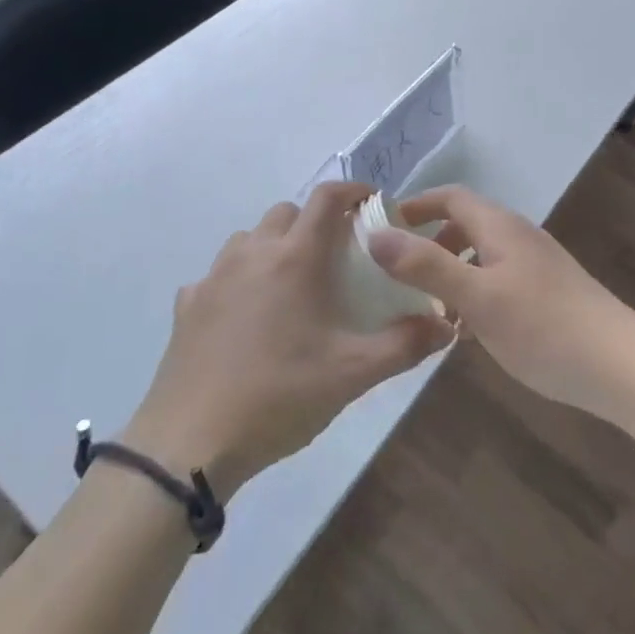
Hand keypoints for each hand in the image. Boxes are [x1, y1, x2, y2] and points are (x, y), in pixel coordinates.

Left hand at [124, 182, 455, 495]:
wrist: (190, 442)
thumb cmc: (279, 396)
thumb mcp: (352, 375)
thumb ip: (405, 345)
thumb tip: (446, 325)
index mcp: (295, 258)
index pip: (326, 198)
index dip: (353, 191)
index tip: (372, 203)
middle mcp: (252, 253)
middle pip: (287, 212)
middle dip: (314, 222)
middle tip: (336, 256)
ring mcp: (214, 276)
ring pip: (250, 238)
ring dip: (275, 246)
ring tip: (291, 285)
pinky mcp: (188, 303)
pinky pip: (219, 274)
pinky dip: (240, 280)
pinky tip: (247, 318)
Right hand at [367, 185, 634, 415]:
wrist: (620, 365)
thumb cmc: (543, 326)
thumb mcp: (476, 297)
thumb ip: (426, 265)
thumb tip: (375, 235)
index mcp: (499, 227)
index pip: (451, 197)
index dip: (417, 205)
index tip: (384, 226)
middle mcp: (518, 236)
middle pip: (466, 225)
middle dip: (431, 243)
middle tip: (400, 273)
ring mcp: (537, 265)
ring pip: (482, 256)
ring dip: (452, 273)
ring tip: (428, 309)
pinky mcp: (549, 292)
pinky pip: (499, 280)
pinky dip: (475, 293)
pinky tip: (469, 332)